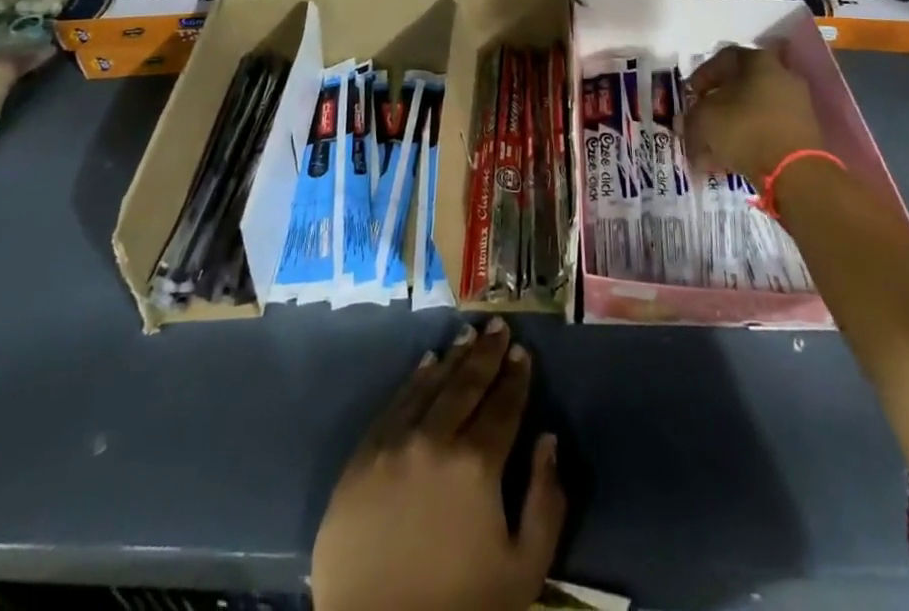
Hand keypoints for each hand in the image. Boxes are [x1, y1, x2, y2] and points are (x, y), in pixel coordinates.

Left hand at [312, 317, 564, 610]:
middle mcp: (434, 440)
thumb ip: (545, 502)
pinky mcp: (362, 457)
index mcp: (476, 465)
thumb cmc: (459, 609)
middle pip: (466, 385)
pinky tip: (425, 364)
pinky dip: (413, 381)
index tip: (523, 352)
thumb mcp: (522, 571)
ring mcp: (393, 444)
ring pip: (429, 386)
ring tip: (466, 336)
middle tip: (498, 326)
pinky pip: (393, 406)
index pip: (503, 406)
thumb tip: (547, 440)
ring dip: (452, 359)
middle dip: (486, 354)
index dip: (516, 377)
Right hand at [682, 43, 825, 183]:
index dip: (701, 76)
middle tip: (700, 119)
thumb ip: (690, 118)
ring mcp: (796, 103)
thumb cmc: (744, 129)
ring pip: (753, 110)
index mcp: (757, 61)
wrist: (795, 171)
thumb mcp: (704, 120)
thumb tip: (684, 123)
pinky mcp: (804, 131)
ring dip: (730, 126)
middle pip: (740, 85)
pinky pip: (767, 129)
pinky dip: (749, 140)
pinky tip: (731, 159)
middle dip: (716, 104)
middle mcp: (781, 75)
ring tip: (711, 148)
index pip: (723, 58)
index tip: (690, 95)